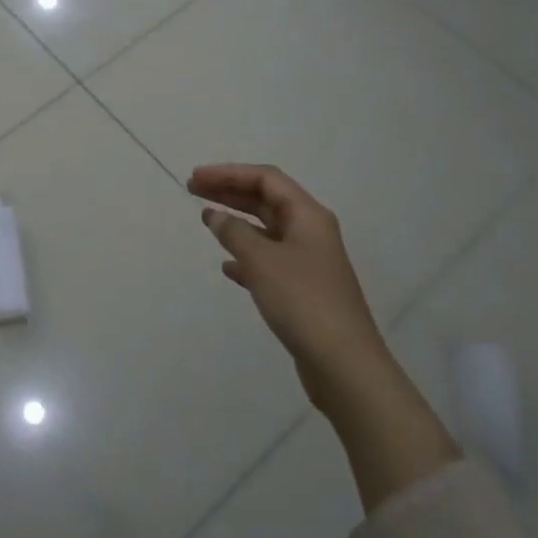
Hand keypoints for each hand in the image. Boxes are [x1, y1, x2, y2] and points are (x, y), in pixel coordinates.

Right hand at [190, 163, 458, 507]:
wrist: (343, 363)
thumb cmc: (302, 301)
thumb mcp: (262, 261)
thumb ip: (234, 233)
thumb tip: (215, 215)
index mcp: (308, 216)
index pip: (266, 179)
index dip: (229, 173)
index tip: (196, 178)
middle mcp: (311, 232)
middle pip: (267, 200)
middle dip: (230, 192)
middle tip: (193, 191)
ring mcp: (309, 262)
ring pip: (267, 230)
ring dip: (237, 222)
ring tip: (206, 221)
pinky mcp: (303, 289)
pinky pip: (270, 260)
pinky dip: (246, 256)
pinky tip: (227, 267)